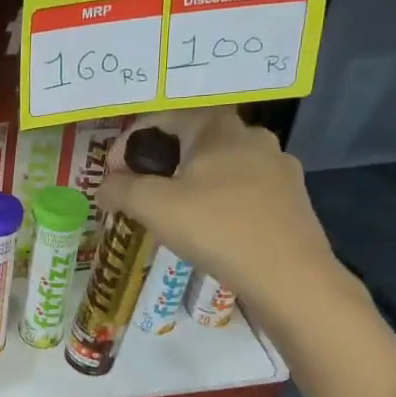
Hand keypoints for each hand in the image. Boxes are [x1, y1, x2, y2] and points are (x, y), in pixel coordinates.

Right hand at [98, 108, 340, 311]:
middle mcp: (252, 136)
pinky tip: (208, 228)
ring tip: (169, 213)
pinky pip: (242, 188)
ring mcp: (278, 167)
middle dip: (158, 163)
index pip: (161, 119)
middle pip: (191, 140)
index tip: (112, 176)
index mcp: (218, 127)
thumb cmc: (216, 228)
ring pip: (218, 165)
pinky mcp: (291, 198)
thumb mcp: (153, 206)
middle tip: (137, 193)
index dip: (127, 144)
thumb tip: (104, 188)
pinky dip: (216, 200)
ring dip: (188, 181)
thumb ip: (120, 189)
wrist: (289, 277)